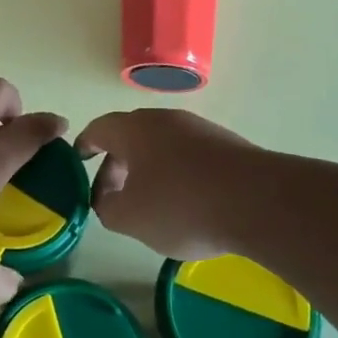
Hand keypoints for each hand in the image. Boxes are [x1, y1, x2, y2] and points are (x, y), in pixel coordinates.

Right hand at [77, 109, 255, 261]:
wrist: (259, 200)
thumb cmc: (182, 205)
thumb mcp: (131, 218)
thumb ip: (108, 208)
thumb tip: (108, 200)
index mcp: (134, 129)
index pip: (99, 129)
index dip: (85, 145)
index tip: (78, 161)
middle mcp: (165, 119)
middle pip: (131, 135)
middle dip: (118, 164)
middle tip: (113, 195)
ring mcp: (199, 129)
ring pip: (162, 146)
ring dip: (149, 170)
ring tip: (151, 204)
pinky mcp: (227, 145)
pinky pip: (190, 156)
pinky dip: (179, 175)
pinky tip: (188, 204)